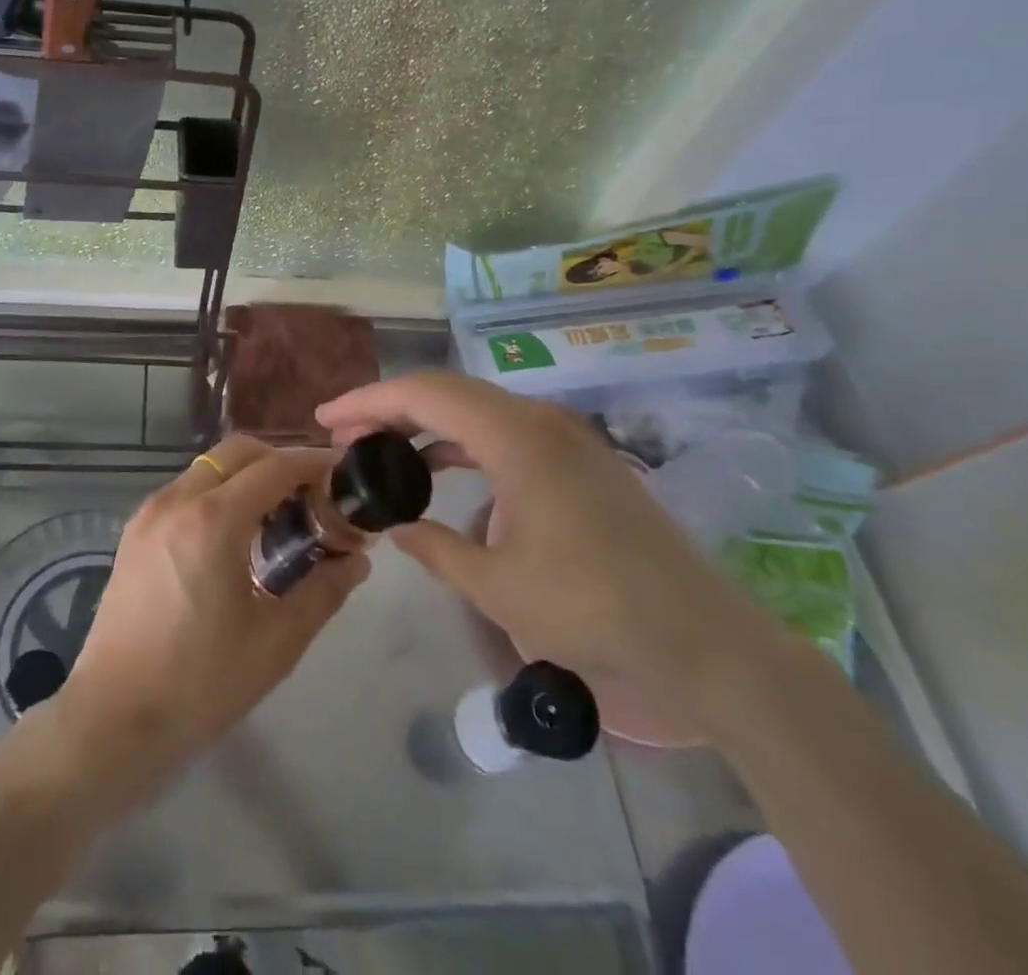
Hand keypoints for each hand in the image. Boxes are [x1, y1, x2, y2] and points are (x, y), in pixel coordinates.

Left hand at [48, 438, 368, 804]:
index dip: (313, 463)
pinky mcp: (133, 533)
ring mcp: (149, 514)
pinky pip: (184, 492)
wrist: (114, 719)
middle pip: (236, 453)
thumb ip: (324, 591)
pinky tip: (234, 539)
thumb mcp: (277, 642)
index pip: (274, 467)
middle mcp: (177, 501)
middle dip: (278, 462)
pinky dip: (216, 495)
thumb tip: (356, 559)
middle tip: (311, 495)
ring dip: (246, 477)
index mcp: (213, 520)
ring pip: (207, 469)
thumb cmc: (201, 683)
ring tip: (276, 519)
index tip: (342, 472)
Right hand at [318, 373, 761, 704]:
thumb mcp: (496, 586)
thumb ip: (436, 548)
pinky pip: (501, 428)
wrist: (701, 637)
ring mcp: (562, 434)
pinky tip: (438, 464)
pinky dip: (459, 438)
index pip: (424, 394)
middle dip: (388, 406)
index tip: (325, 419)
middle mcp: (538, 419)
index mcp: (515, 436)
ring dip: (423, 421)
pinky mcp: (576, 456)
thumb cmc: (592, 609)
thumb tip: (398, 528)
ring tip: (379, 446)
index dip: (368, 401)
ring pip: (473, 406)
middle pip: (446, 390)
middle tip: (343, 433)